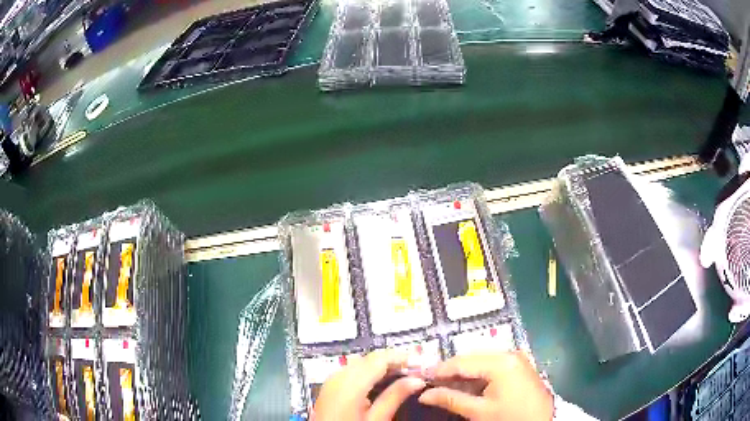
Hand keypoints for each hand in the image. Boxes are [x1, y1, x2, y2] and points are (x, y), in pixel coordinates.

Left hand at [313, 350, 425, 420]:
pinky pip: (353, 371)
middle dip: (393, 361)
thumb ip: (394, 397)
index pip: (379, 358)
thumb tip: (416, 380)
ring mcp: (332, 380)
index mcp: (349, 383)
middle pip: (370, 358)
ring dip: (382, 366)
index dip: (401, 357)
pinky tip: (382, 381)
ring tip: (404, 374)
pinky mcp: (330, 387)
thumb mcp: (376, 419)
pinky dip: (370, 372)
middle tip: (415, 369)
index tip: (420, 362)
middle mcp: (338, 376)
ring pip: (361, 363)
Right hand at [419, 352, 553, 420]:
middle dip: (451, 371)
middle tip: (432, 382)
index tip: (420, 376)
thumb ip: (451, 399)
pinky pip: (493, 366)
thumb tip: (424, 395)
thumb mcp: (479, 411)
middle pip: (472, 358)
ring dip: (464, 373)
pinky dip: (478, 375)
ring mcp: (517, 359)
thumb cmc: (510, 418)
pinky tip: (468, 386)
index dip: (440, 369)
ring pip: (481, 361)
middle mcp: (509, 354)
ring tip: (446, 385)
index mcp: (501, 362)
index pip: (462, 362)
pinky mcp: (520, 366)